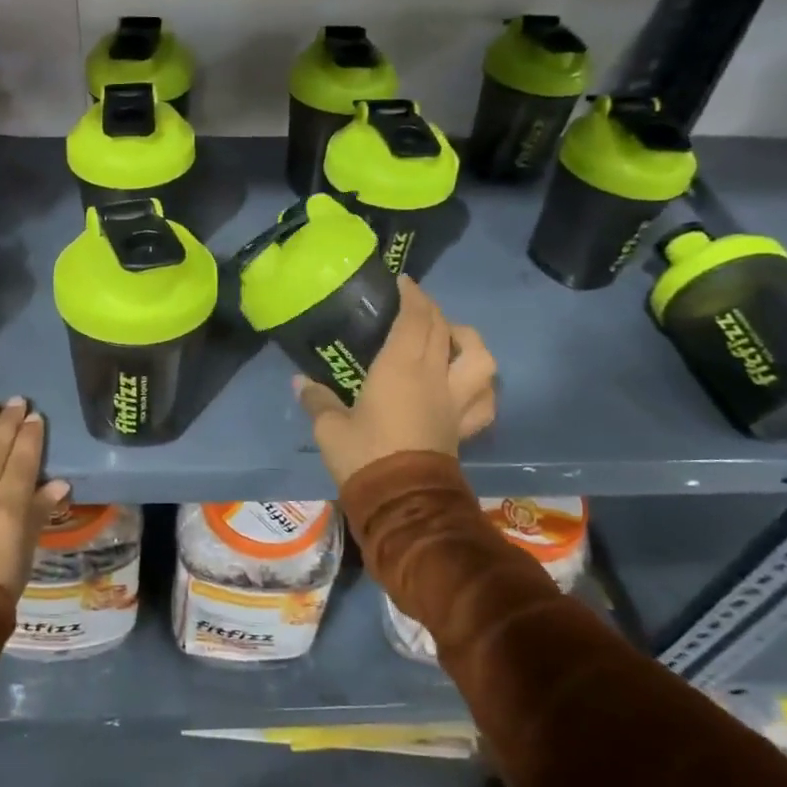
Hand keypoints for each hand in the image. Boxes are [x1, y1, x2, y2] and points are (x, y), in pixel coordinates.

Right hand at [294, 278, 496, 489]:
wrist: (404, 503)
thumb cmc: (365, 457)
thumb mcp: (330, 428)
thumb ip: (316, 400)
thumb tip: (301, 382)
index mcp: (401, 367)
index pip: (415, 318)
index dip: (412, 295)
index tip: (402, 282)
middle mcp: (434, 376)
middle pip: (443, 328)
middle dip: (430, 309)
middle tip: (413, 305)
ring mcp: (455, 401)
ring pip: (479, 357)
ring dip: (467, 340)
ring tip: (450, 339)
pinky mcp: (463, 426)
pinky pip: (484, 400)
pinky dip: (481, 386)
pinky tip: (467, 384)